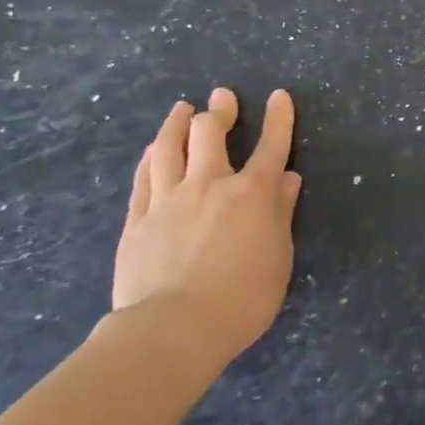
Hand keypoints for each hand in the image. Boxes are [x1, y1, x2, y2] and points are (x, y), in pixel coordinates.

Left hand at [112, 87, 302, 371]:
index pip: (271, 146)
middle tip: (222, 96)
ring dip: (177, 124)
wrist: (173, 328)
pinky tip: (152, 150)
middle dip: (220, 110)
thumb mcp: (279, 256)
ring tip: (182, 109)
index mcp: (252, 193)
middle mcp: (210, 184)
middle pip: (211, 134)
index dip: (278, 118)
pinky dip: (151, 157)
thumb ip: (280, 213)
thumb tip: (287, 179)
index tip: (278, 96)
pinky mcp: (137, 220)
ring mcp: (168, 199)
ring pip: (169, 147)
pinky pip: (143, 177)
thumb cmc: (242, 297)